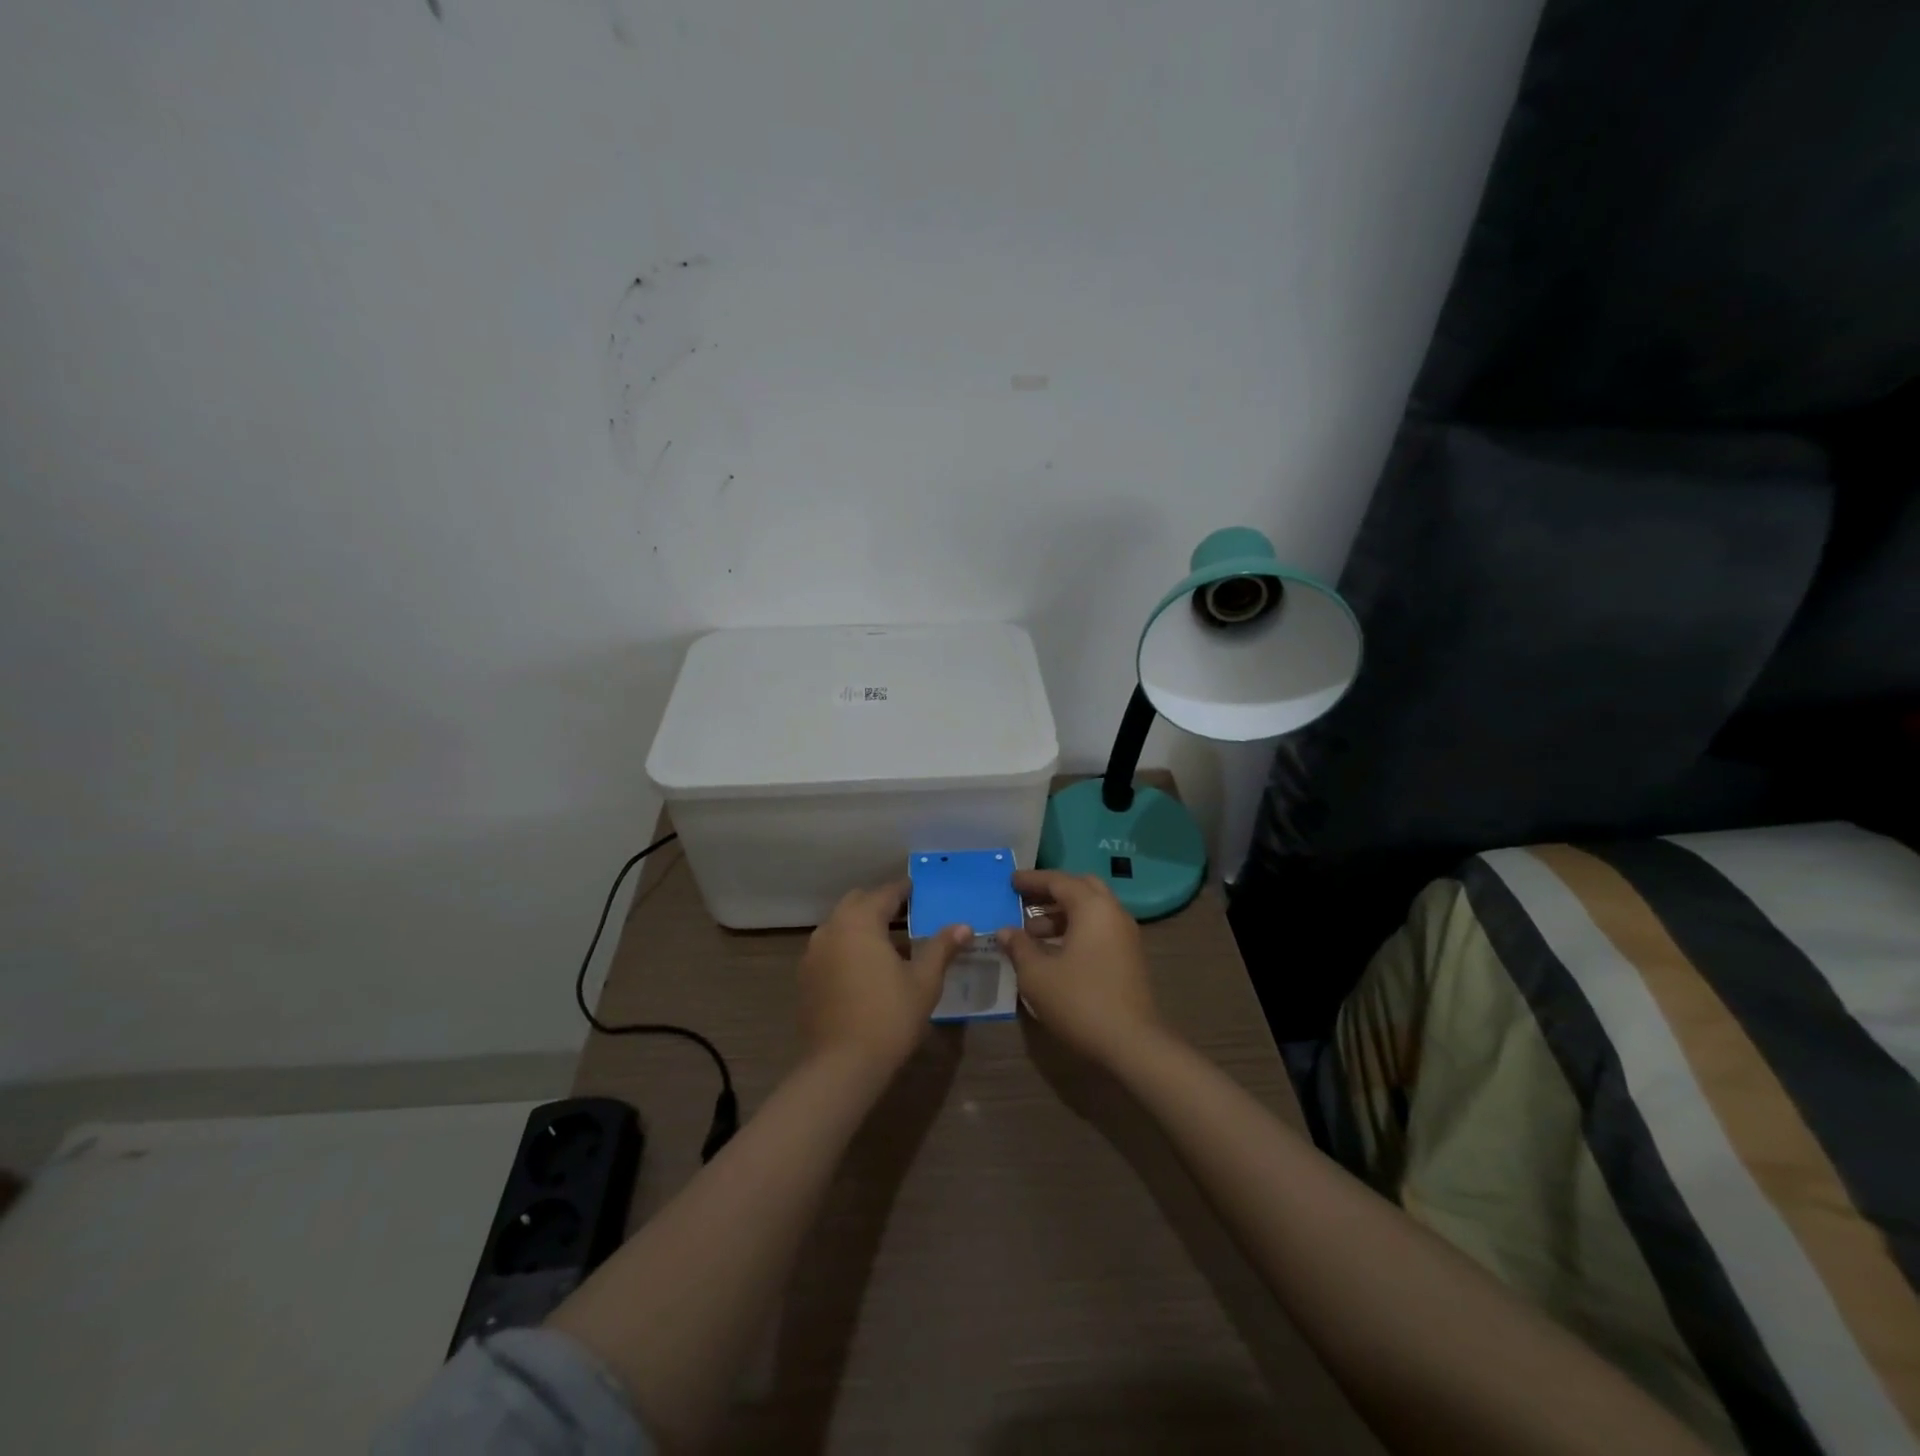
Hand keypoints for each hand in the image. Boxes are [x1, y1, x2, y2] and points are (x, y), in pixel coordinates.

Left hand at [798, 881, 970, 1076]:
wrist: (842, 1065)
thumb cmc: (889, 1016)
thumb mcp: (924, 981)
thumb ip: (941, 948)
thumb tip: (964, 926)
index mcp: (860, 921)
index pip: (885, 893)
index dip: (905, 890)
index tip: (920, 891)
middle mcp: (831, 928)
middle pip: (857, 903)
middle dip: (880, 904)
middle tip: (907, 915)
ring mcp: (813, 953)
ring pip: (841, 925)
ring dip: (863, 926)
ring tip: (890, 945)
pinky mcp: (806, 977)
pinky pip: (830, 948)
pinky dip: (848, 947)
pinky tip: (867, 970)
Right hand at [998, 869, 1165, 1065]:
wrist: (1132, 1043)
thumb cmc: (1080, 1001)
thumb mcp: (1037, 975)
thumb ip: (1019, 947)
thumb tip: (1006, 931)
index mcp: (1092, 907)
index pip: (1059, 881)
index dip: (1031, 880)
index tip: (1010, 881)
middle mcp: (1113, 913)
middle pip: (1080, 888)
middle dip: (1050, 892)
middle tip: (1023, 901)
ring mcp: (1125, 935)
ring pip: (1091, 910)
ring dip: (1061, 914)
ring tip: (1031, 933)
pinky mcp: (1129, 957)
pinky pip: (1098, 929)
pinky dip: (1075, 930)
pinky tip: (1054, 951)